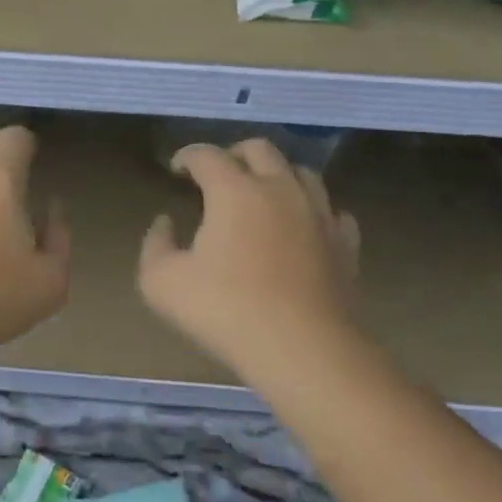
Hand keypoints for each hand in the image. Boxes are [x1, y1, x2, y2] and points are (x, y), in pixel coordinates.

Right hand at [138, 139, 361, 382]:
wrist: (304, 351)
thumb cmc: (226, 311)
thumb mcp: (161, 283)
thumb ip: (155, 245)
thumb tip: (165, 222)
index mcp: (234, 190)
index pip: (206, 155)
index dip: (187, 156)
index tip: (176, 170)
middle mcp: (279, 189)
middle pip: (259, 149)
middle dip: (234, 154)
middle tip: (218, 175)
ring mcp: (319, 214)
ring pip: (302, 172)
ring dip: (277, 175)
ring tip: (262, 195)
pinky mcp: (345, 244)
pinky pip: (332, 212)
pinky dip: (314, 211)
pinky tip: (304, 228)